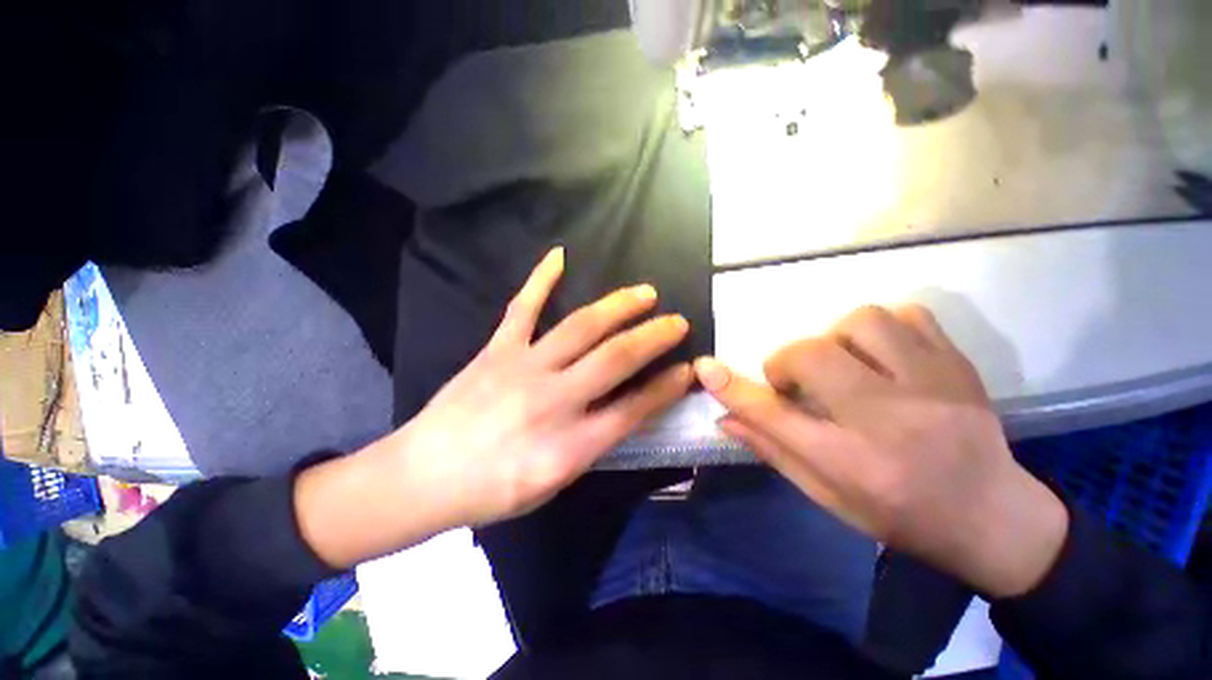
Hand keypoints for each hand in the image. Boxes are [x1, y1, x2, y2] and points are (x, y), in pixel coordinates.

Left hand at [297, 248, 692, 566]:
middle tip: (677, 321)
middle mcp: (554, 399)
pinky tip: (559, 255)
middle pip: (616, 358)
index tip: (688, 369)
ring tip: (644, 292)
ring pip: (581, 326)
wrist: (422, 477)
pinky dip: (540, 279)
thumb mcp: (554, 483)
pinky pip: (522, 308)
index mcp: (570, 444)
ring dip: (618, 306)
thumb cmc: (492, 491)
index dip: (666, 387)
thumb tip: (627, 410)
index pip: (634, 408)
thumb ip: (593, 445)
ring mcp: (524, 367)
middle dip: (654, 337)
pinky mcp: (497, 350)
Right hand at [695, 306, 1068, 597]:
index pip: (773, 416)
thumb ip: (773, 450)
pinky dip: (882, 327)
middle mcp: (889, 419)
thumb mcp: (827, 497)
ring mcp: (932, 386)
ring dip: (834, 339)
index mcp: (851, 463)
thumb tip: (724, 418)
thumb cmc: (901, 515)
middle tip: (796, 381)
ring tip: (842, 364)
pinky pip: (908, 315)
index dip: (732, 388)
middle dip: (786, 361)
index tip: (705, 368)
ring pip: (860, 322)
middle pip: (811, 356)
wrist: (995, 517)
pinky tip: (881, 353)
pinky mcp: (958, 365)